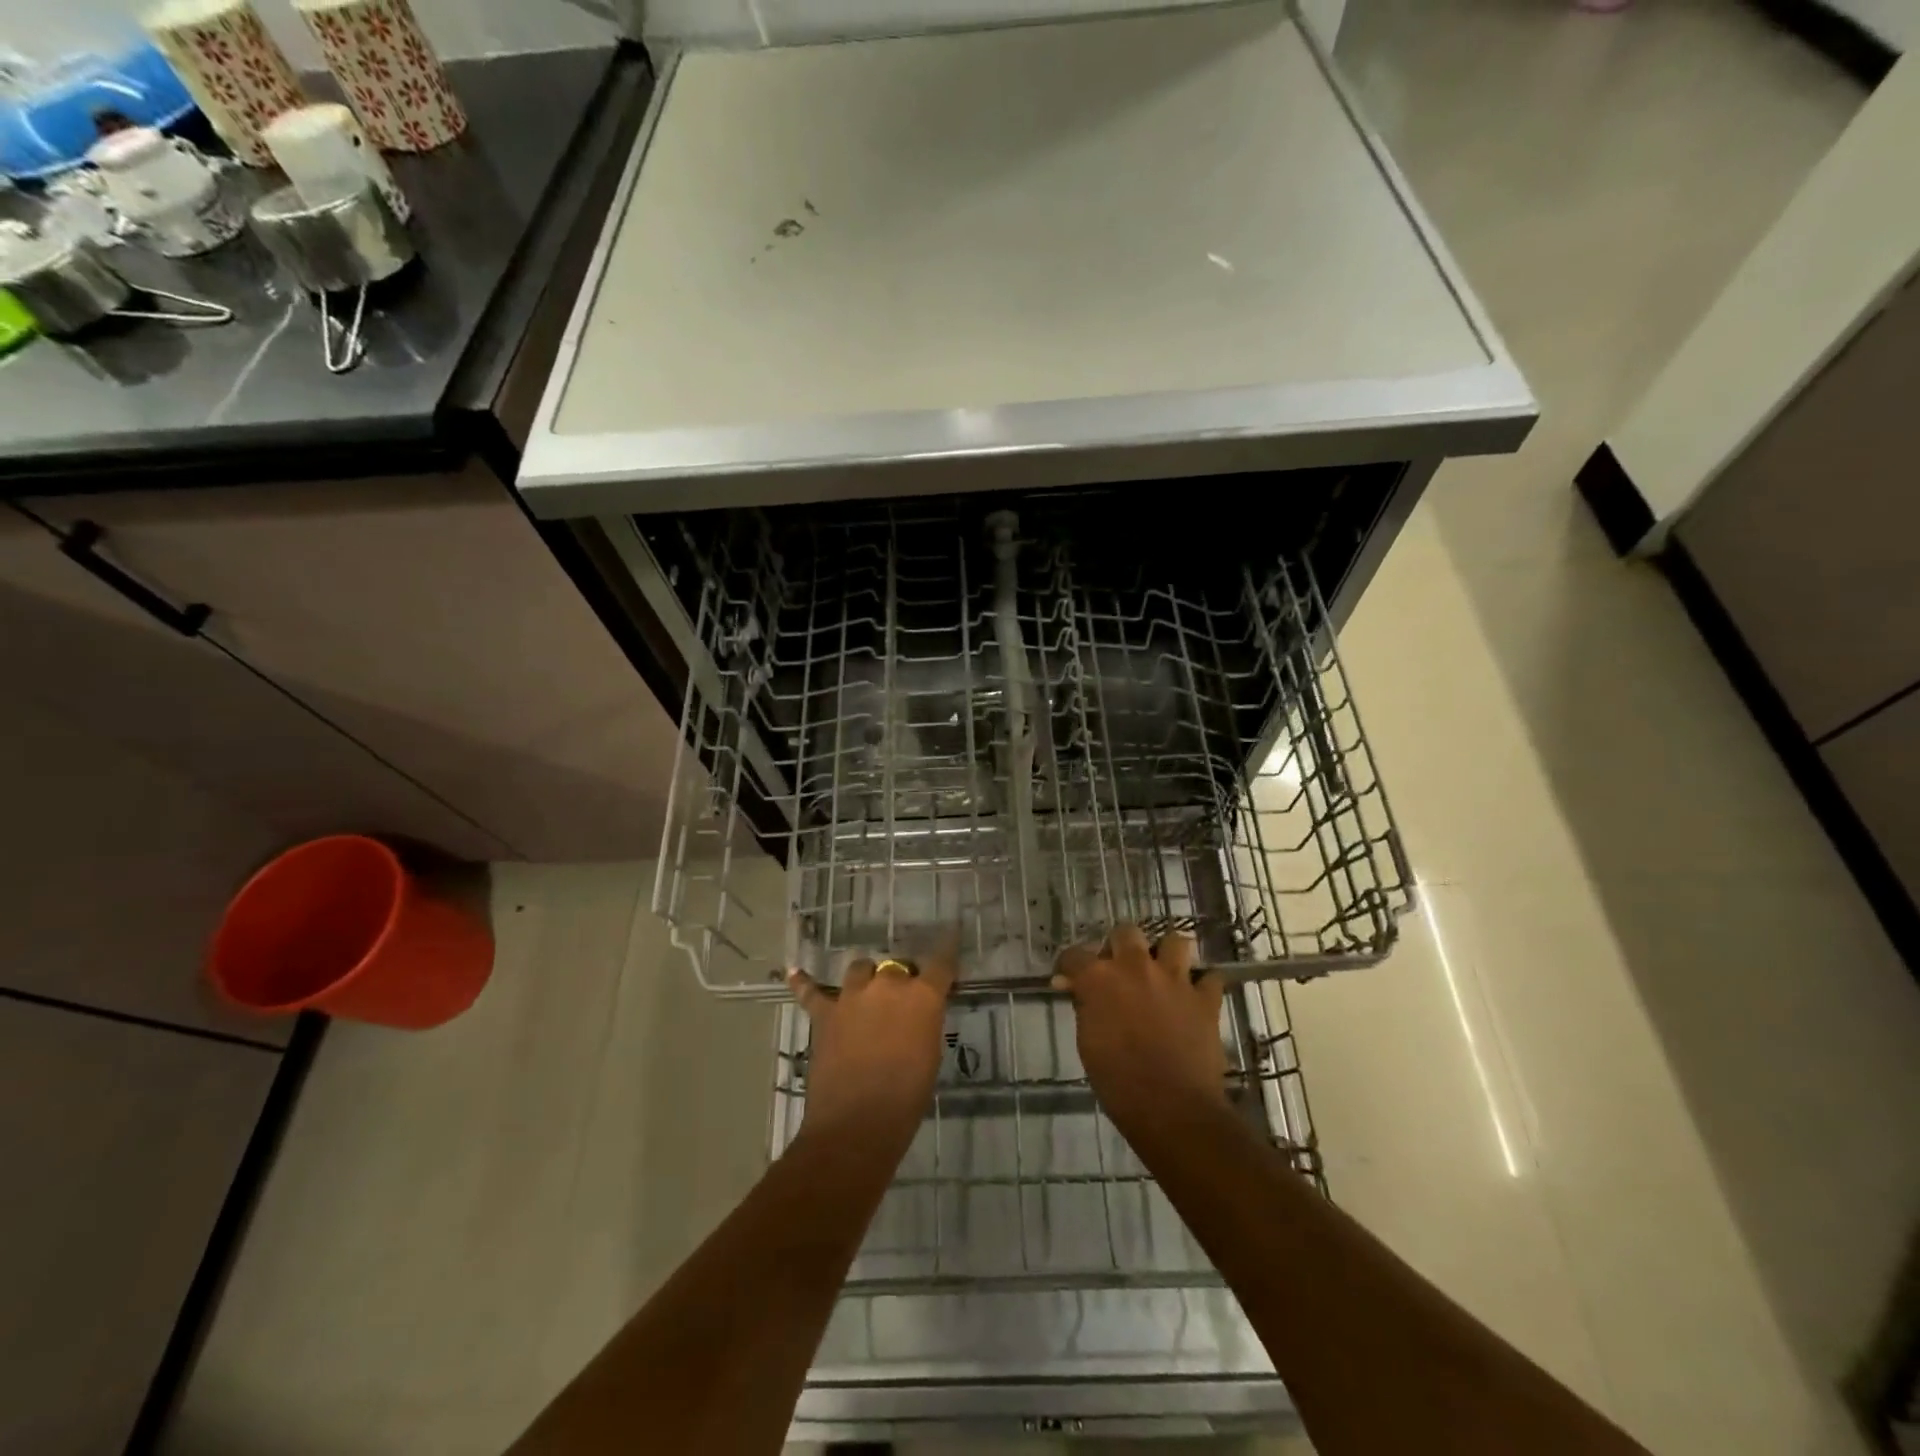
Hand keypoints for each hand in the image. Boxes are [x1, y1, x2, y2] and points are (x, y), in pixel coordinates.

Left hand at [788, 938, 955, 1157]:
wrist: (858, 1124)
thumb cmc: (907, 1097)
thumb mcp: (930, 1054)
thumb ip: (925, 1023)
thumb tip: (917, 1013)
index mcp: (922, 996)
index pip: (940, 963)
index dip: (946, 948)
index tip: (950, 934)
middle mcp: (888, 985)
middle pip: (897, 967)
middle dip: (901, 979)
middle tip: (902, 1001)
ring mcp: (852, 996)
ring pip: (860, 969)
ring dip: (866, 979)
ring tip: (867, 994)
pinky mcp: (825, 1014)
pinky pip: (812, 992)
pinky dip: (804, 983)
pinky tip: (794, 973)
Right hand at [1052, 925, 1227, 1148]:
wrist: (1173, 1109)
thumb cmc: (1119, 1082)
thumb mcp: (1088, 1043)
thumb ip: (1084, 1007)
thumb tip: (1078, 990)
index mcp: (1100, 978)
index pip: (1075, 955)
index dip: (1069, 966)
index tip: (1068, 978)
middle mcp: (1136, 967)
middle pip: (1126, 932)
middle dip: (1120, 946)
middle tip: (1119, 970)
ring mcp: (1175, 979)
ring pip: (1175, 941)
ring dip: (1166, 954)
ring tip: (1162, 973)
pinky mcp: (1205, 999)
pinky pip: (1210, 978)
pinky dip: (1202, 985)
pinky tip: (1194, 997)